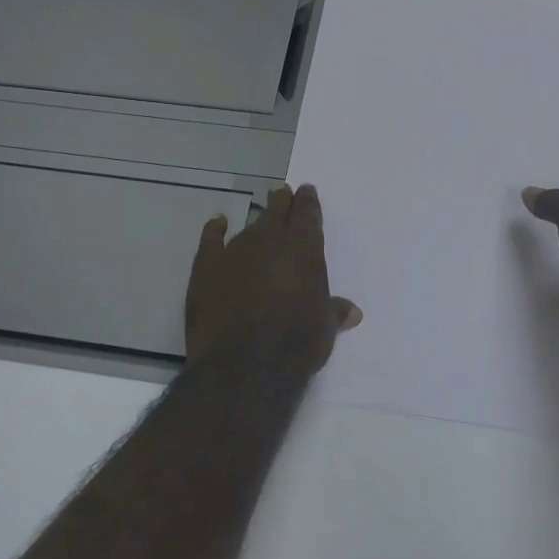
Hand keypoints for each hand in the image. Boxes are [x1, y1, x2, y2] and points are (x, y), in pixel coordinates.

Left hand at [185, 184, 360, 375]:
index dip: (308, 202)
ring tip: (260, 217)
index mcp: (304, 248)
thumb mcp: (325, 329)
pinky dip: (214, 229)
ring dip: (256, 220)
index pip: (308, 214)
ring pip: (249, 226)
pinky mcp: (206, 268)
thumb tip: (352, 311)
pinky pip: (211, 240)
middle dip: (282, 202)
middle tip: (283, 193)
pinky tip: (217, 222)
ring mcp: (235, 251)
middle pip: (277, 211)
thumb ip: (334, 311)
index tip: (306, 191)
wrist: (244, 366)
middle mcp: (270, 240)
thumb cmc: (295, 345)